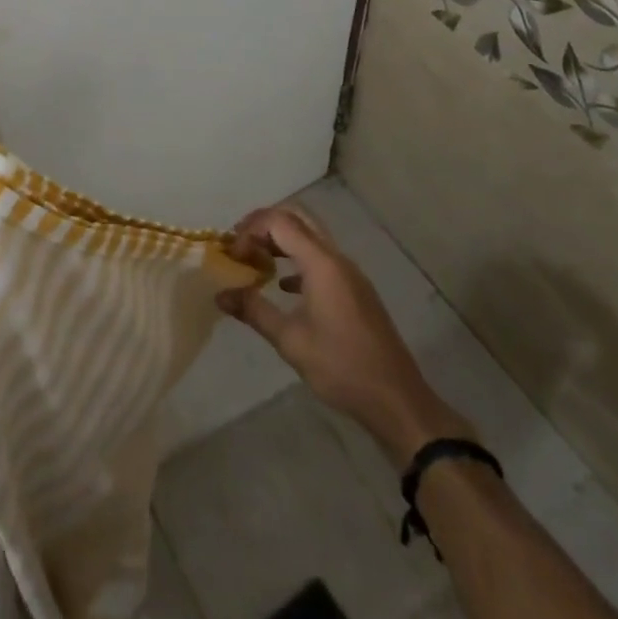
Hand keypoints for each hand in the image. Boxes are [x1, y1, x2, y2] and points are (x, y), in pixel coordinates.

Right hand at [219, 204, 472, 460]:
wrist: (397, 400)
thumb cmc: (342, 368)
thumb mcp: (291, 341)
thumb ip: (254, 311)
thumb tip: (220, 294)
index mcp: (322, 263)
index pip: (279, 222)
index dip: (250, 231)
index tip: (233, 255)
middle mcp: (337, 258)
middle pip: (297, 218)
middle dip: (264, 224)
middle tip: (240, 243)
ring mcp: (349, 273)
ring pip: (310, 236)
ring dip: (281, 240)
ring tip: (255, 260)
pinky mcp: (355, 289)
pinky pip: (321, 257)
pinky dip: (297, 258)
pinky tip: (283, 285)